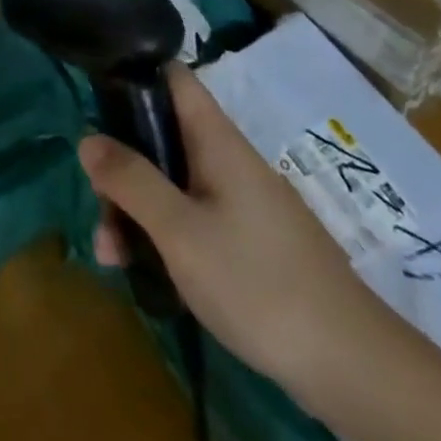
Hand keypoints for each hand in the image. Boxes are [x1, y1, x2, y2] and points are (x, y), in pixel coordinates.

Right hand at [81, 63, 378, 386]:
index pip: (173, 78)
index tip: (95, 94)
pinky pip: (193, 218)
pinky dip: (164, 236)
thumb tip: (87, 138)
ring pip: (174, 184)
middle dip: (123, 167)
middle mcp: (228, 160)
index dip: (135, 73)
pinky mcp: (249, 241)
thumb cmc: (257, 283)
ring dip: (137, 210)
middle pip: (162, 138)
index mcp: (217, 141)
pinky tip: (144, 272)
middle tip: (97, 207)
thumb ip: (131, 181)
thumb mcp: (179, 231)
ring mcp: (241, 202)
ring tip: (110, 256)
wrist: (352, 367)